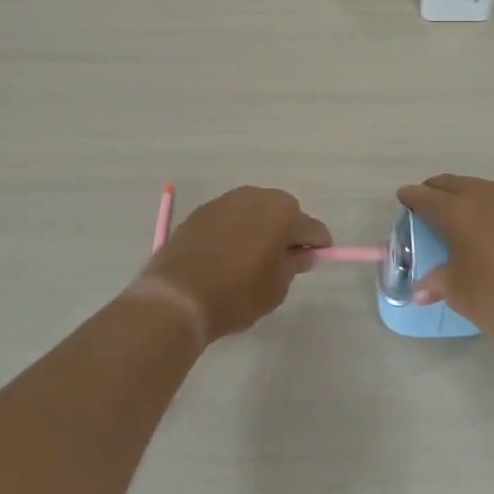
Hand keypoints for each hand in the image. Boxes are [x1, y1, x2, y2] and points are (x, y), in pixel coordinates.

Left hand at [137, 186, 330, 342]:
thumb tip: (303, 253)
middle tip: (279, 263)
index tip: (311, 264)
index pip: (313, 229)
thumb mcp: (276, 288)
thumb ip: (294, 265)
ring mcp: (226, 200)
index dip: (317, 247)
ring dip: (259, 229)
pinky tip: (225, 256)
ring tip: (249, 259)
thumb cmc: (237, 293)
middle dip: (287, 233)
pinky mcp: (201, 210)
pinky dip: (234, 231)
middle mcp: (257, 196)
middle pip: (283, 213)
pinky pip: (229, 218)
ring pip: (254, 212)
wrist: (177, 296)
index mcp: (283, 212)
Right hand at [396, 174, 493, 341]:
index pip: (425, 197)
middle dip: (436, 190)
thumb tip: (421, 290)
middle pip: (452, 183)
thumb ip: (438, 284)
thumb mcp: (462, 295)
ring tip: (460, 211)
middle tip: (427, 201)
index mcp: (458, 212)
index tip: (403, 197)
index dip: (411, 197)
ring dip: (465, 194)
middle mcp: (485, 196)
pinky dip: (491, 204)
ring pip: (481, 187)